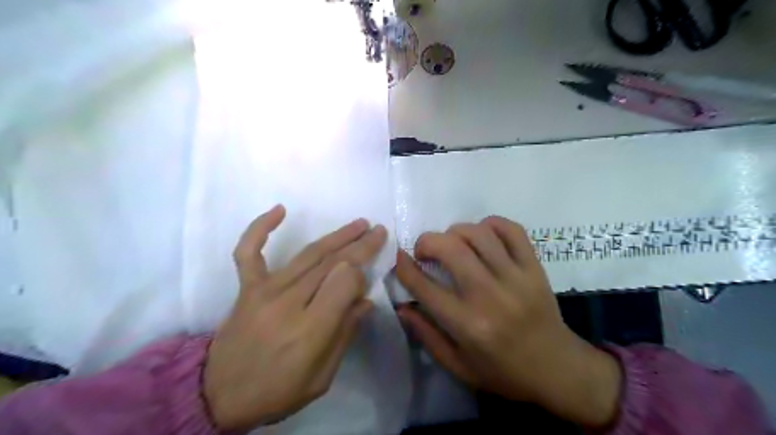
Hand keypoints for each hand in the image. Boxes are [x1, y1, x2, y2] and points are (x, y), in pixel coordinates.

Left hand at [207, 206, 387, 428]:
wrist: (219, 395)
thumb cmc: (277, 390)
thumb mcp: (322, 377)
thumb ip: (345, 334)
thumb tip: (365, 300)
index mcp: (310, 329)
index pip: (345, 282)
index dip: (360, 277)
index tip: (366, 281)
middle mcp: (288, 302)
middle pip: (332, 263)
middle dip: (360, 245)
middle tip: (378, 231)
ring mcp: (264, 290)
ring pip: (308, 254)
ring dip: (337, 236)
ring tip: (359, 224)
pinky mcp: (247, 286)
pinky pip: (250, 251)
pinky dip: (261, 228)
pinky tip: (280, 209)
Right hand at [396, 217, 621, 427]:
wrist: (557, 369)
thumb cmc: (503, 372)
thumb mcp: (458, 366)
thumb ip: (426, 335)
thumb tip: (401, 306)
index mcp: (467, 324)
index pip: (424, 286)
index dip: (405, 267)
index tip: (400, 258)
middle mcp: (489, 296)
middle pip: (450, 249)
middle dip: (427, 241)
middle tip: (425, 251)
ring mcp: (515, 277)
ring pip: (478, 233)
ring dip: (456, 231)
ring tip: (453, 243)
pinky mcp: (534, 267)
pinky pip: (512, 230)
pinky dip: (491, 224)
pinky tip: (483, 235)